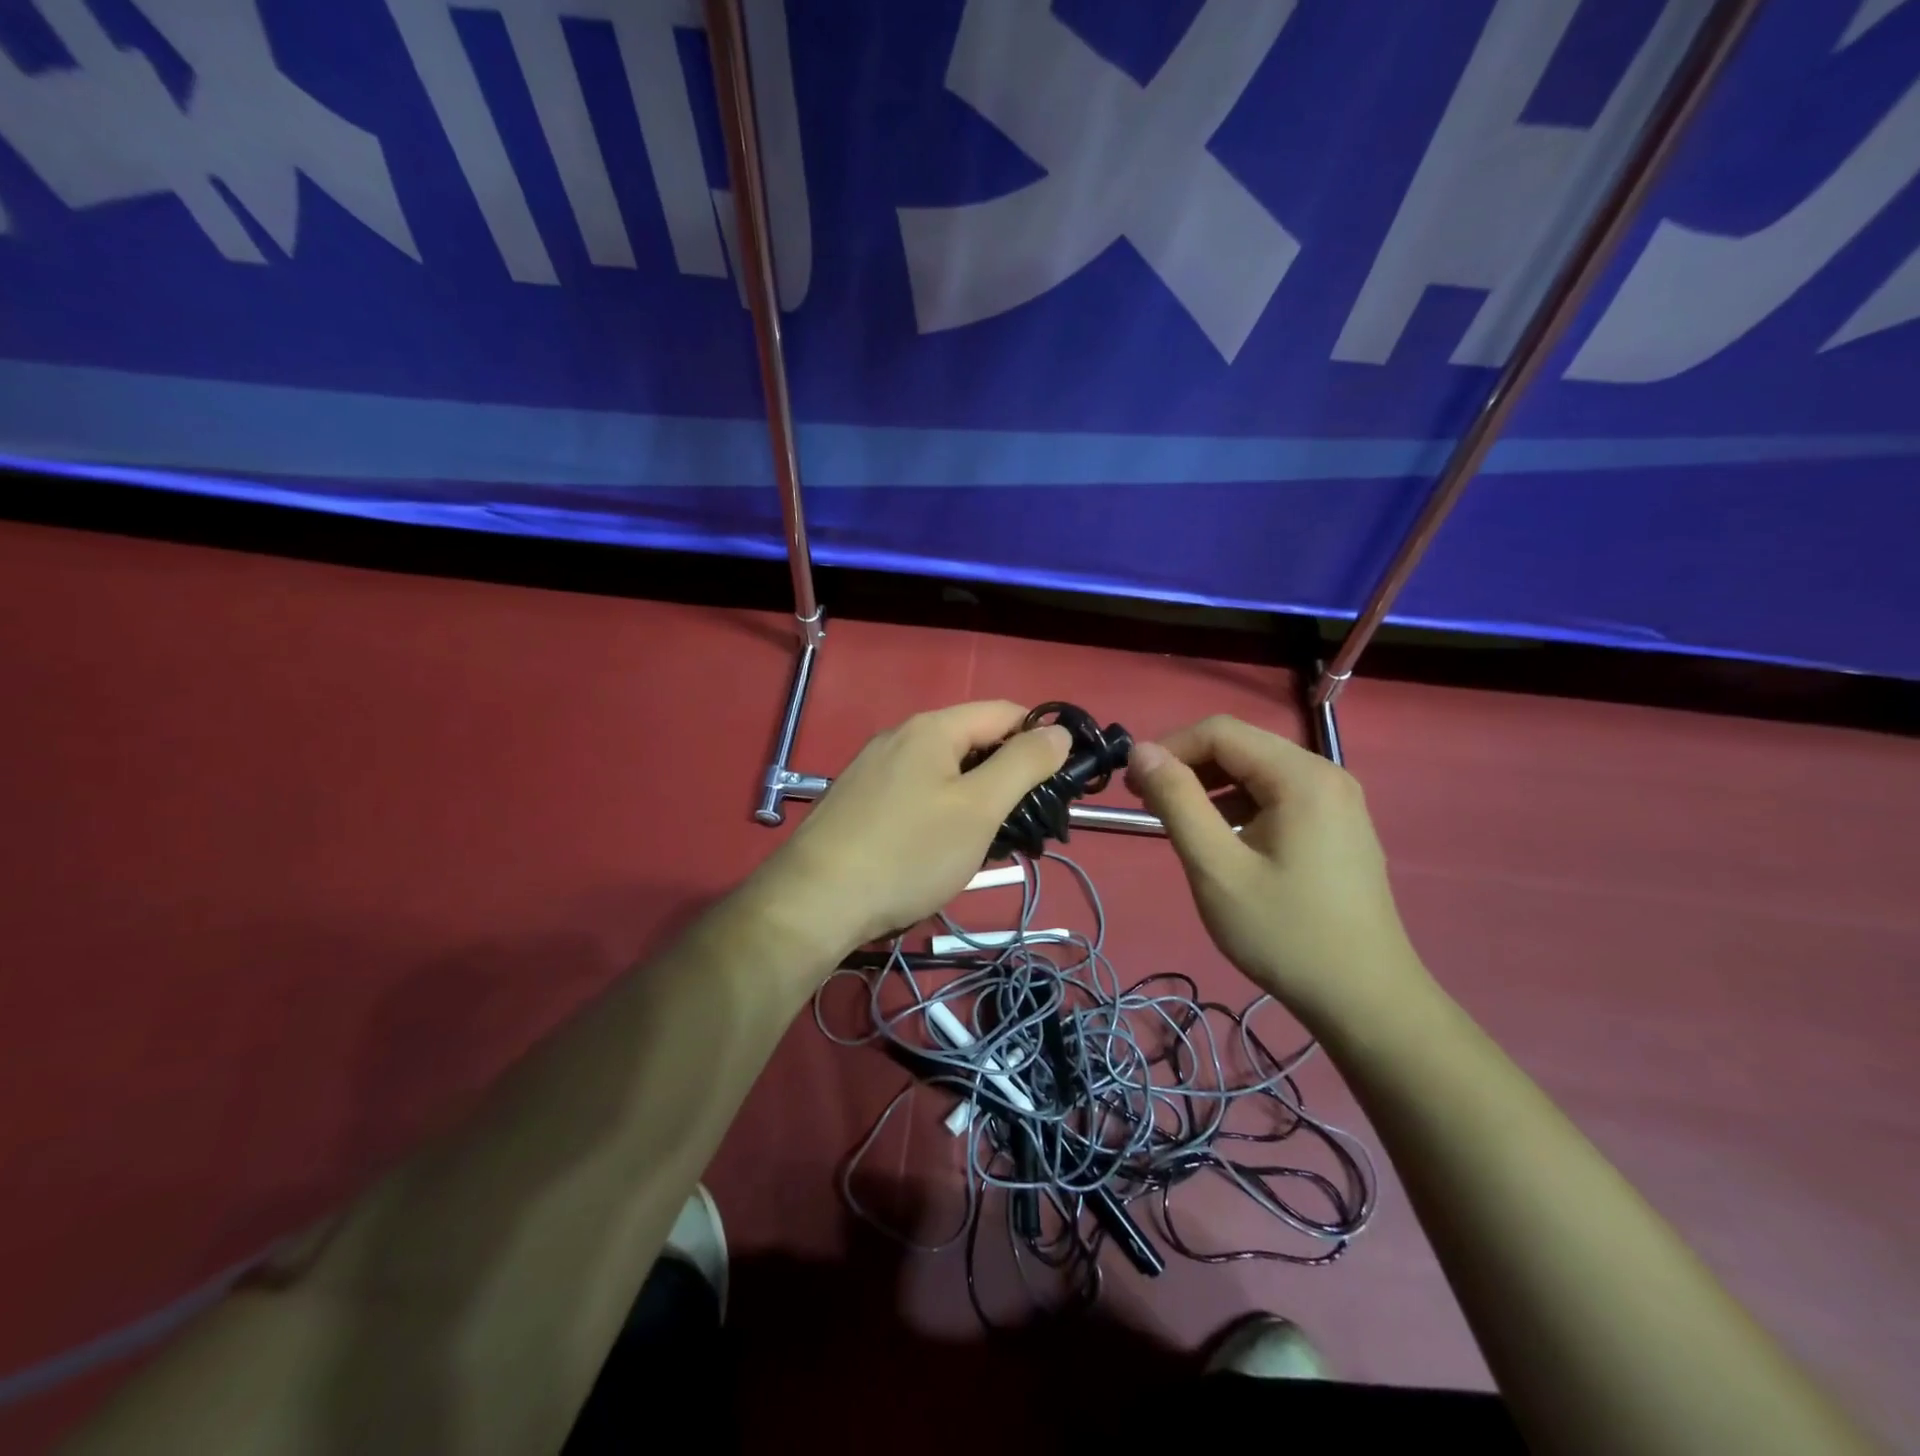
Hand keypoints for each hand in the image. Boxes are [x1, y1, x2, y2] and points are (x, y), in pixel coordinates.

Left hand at [753, 702, 1070, 957]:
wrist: (815, 902)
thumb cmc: (908, 853)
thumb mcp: (979, 808)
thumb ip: (1023, 765)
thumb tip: (1058, 731)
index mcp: (932, 728)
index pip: (1005, 712)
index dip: (1041, 738)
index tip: (1064, 782)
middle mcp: (899, 737)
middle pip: (973, 741)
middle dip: (1007, 776)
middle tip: (1028, 824)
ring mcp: (873, 769)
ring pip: (943, 772)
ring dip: (976, 799)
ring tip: (990, 843)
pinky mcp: (858, 801)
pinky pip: (916, 793)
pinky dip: (942, 812)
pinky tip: (942, 849)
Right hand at [1125, 715, 1431, 1030]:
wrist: (1366, 1001)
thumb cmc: (1284, 933)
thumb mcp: (1217, 867)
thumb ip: (1176, 801)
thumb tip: (1140, 751)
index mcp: (1301, 776)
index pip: (1221, 731)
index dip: (1169, 747)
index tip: (1132, 783)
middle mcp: (1325, 774)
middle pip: (1241, 746)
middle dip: (1188, 765)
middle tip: (1146, 802)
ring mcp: (1338, 801)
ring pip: (1258, 771)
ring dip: (1210, 786)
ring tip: (1176, 821)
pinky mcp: (1339, 827)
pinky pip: (1278, 796)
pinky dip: (1239, 804)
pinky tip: (1221, 838)